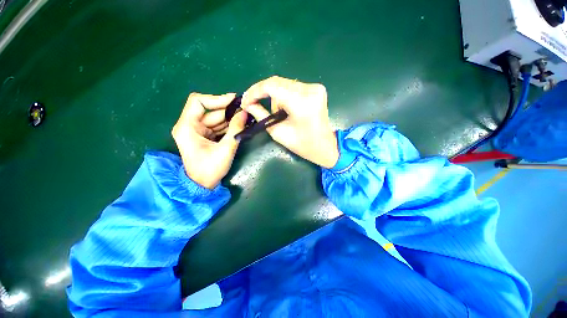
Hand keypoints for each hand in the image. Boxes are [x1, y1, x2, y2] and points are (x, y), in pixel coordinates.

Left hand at [172, 92, 246, 188]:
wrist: (202, 185)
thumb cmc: (210, 169)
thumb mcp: (226, 149)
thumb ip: (236, 130)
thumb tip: (245, 113)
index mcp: (187, 127)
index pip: (198, 102)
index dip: (217, 99)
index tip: (235, 101)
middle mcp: (189, 125)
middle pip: (210, 111)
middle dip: (228, 111)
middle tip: (246, 111)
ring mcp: (196, 131)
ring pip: (215, 118)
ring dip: (230, 119)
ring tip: (246, 119)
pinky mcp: (204, 136)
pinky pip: (217, 126)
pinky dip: (228, 126)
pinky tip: (240, 126)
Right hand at [240, 76, 338, 167]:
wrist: (325, 146)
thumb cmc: (303, 145)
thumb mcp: (278, 133)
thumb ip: (261, 115)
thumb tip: (247, 105)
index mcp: (302, 104)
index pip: (272, 86)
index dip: (255, 92)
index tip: (245, 101)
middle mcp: (310, 90)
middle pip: (277, 82)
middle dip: (261, 91)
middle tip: (251, 102)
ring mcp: (315, 87)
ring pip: (284, 84)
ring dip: (274, 95)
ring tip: (276, 113)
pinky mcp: (317, 88)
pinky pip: (293, 87)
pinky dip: (284, 95)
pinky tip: (284, 108)